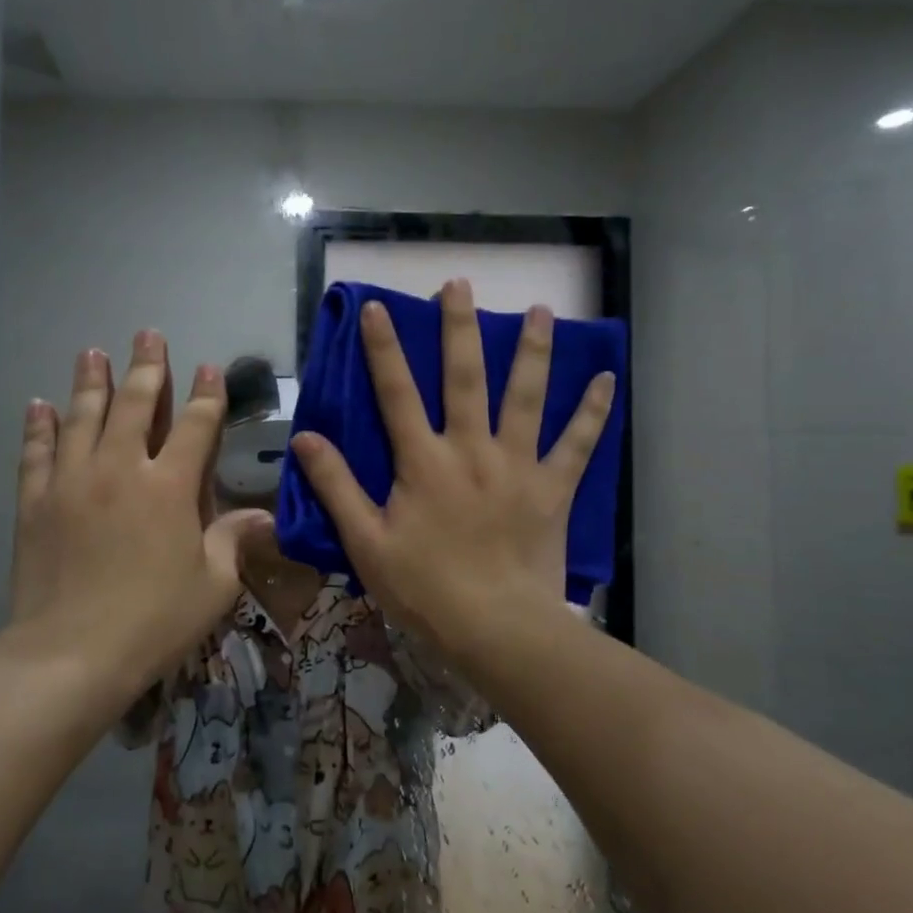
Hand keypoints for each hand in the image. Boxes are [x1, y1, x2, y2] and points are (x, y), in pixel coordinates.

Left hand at [10, 331, 271, 687]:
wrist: (70, 655)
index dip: (206, 395)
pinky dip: (39, 426)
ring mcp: (73, 482)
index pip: (195, 426)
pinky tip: (39, 405)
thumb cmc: (153, 622)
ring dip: (90, 382)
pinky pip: (37, 453)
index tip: (210, 368)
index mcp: (169, 488)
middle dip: (146, 367)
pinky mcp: (36, 503)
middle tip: (148, 335)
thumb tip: (263, 516)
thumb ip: (233, 541)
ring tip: (92, 352)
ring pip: (83, 417)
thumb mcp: (212, 586)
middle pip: (136, 405)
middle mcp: (121, 469)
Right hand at [290, 279, 613, 659]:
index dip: (384, 348)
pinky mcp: (553, 488)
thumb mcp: (366, 542)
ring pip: (525, 396)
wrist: (496, 628)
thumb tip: (306, 438)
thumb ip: (336, 486)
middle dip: (459, 328)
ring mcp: (517, 465)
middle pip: (464, 377)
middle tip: (460, 285)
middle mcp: (471, 449)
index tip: (377, 307)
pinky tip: (606, 378)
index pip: (397, 392)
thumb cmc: (425, 588)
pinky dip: (592, 411)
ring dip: (531, 350)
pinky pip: (577, 443)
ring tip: (538, 309)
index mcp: (423, 461)